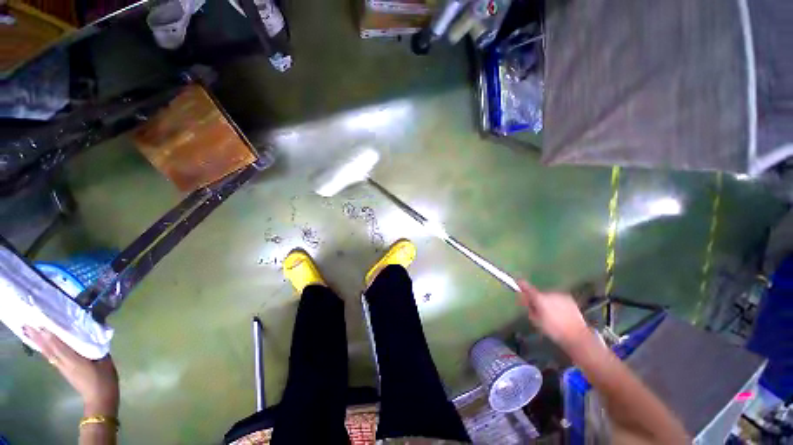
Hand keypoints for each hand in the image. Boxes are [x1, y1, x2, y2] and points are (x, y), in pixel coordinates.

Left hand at [23, 326, 119, 416]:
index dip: (50, 334)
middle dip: (39, 337)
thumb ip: (95, 347)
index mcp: (74, 360)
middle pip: (49, 348)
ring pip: (47, 353)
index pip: (59, 345)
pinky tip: (42, 345)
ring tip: (30, 332)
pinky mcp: (63, 370)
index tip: (42, 322)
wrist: (101, 397)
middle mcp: (64, 363)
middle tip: (28, 324)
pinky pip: (51, 357)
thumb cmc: (104, 378)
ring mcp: (62, 367)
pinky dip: (44, 349)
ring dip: (39, 342)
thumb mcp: (104, 361)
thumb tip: (89, 333)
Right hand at [516, 280, 590, 349]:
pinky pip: (558, 298)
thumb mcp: (536, 320)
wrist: (577, 335)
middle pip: (539, 294)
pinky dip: (557, 303)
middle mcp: (549, 293)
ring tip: (552, 314)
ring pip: (549, 296)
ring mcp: (560, 294)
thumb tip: (525, 299)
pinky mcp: (569, 298)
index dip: (521, 284)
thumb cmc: (553, 330)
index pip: (527, 287)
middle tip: (538, 310)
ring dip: (548, 301)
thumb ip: (529, 308)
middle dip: (537, 299)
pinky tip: (561, 313)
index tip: (517, 282)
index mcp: (539, 299)